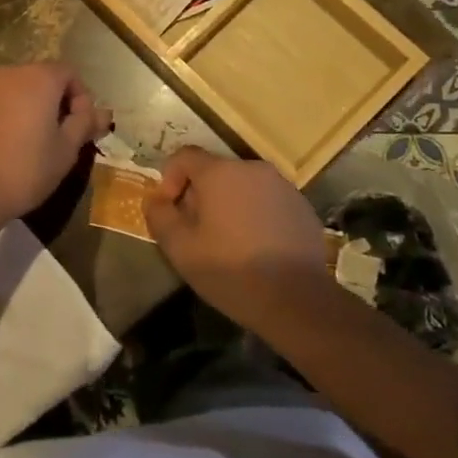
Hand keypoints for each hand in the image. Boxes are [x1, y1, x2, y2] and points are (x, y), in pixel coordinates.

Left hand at [0, 63, 110, 226]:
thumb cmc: (25, 170)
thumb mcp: (66, 151)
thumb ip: (85, 124)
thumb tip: (102, 112)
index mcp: (37, 79)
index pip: (68, 73)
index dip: (80, 97)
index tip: (80, 126)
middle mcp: (6, 74)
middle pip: (37, 78)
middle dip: (51, 101)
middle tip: (56, 135)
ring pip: (9, 91)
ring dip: (22, 108)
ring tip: (25, 142)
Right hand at [143, 146, 332, 329]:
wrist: (298, 301)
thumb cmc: (232, 271)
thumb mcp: (180, 249)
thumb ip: (160, 216)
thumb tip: (155, 200)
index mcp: (220, 173)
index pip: (185, 156)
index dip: (170, 178)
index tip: (171, 210)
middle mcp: (252, 168)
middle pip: (215, 171)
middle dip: (200, 195)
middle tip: (197, 231)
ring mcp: (282, 186)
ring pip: (243, 185)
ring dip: (229, 204)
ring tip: (228, 241)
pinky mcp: (302, 206)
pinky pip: (267, 200)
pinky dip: (255, 214)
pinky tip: (257, 247)